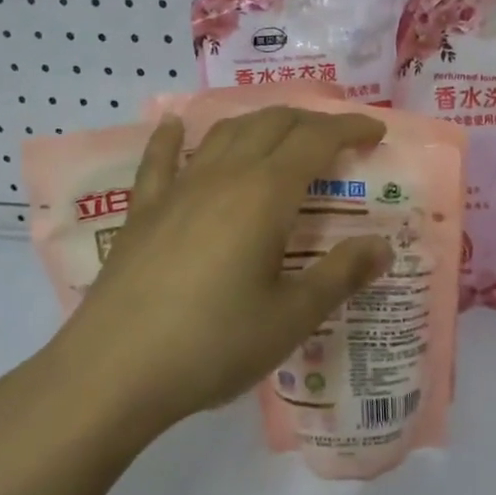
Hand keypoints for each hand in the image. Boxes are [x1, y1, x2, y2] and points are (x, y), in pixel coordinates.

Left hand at [34, 106, 392, 439]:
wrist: (112, 373)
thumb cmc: (213, 344)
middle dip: (311, 121)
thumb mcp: (291, 316)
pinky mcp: (143, 213)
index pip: (316, 140)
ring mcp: (178, 190)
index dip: (349, 128)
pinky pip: (159, 161)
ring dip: (260, 122)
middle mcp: (223, 177)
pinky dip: (172, 138)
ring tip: (282, 133)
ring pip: (225, 134)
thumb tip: (383, 246)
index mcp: (265, 195)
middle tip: (338, 138)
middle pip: (272, 124)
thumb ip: (341, 275)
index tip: (375, 131)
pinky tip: (175, 127)